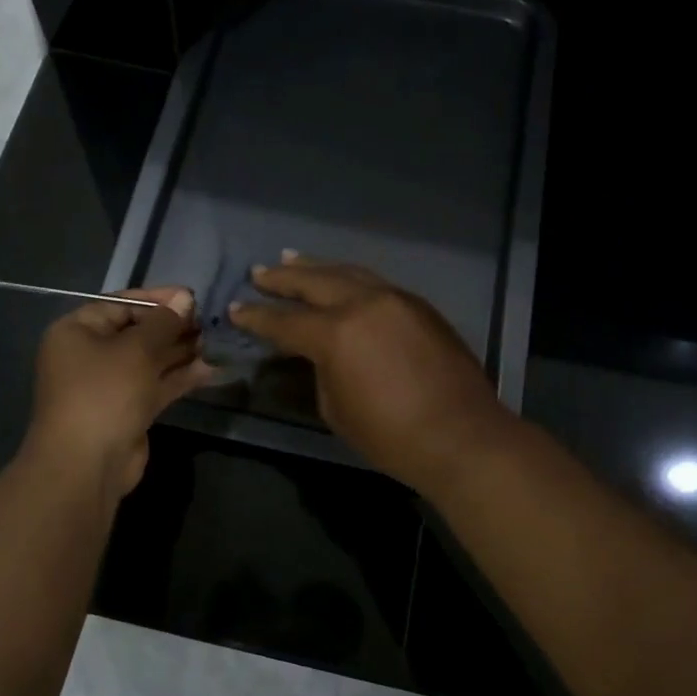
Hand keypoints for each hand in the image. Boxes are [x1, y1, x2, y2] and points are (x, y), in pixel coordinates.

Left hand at [26, 287, 212, 496]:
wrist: (87, 464)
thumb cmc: (105, 393)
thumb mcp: (137, 350)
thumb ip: (164, 322)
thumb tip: (185, 298)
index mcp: (78, 331)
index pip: (121, 304)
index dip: (158, 299)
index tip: (192, 297)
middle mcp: (90, 354)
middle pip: (137, 332)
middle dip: (173, 327)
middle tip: (208, 322)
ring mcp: (109, 385)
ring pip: (149, 360)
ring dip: (180, 352)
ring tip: (214, 343)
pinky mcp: (127, 410)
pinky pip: (155, 385)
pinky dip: (179, 377)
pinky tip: (210, 369)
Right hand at [229, 254, 515, 492]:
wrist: (461, 436)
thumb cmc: (391, 435)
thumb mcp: (336, 407)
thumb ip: (322, 369)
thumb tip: (321, 352)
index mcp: (336, 333)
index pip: (284, 321)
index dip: (256, 317)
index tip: (235, 309)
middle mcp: (364, 303)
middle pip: (314, 282)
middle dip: (282, 278)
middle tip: (259, 273)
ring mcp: (396, 299)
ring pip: (348, 273)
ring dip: (317, 268)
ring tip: (292, 259)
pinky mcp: (419, 305)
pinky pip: (375, 283)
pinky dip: (350, 278)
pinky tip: (341, 280)